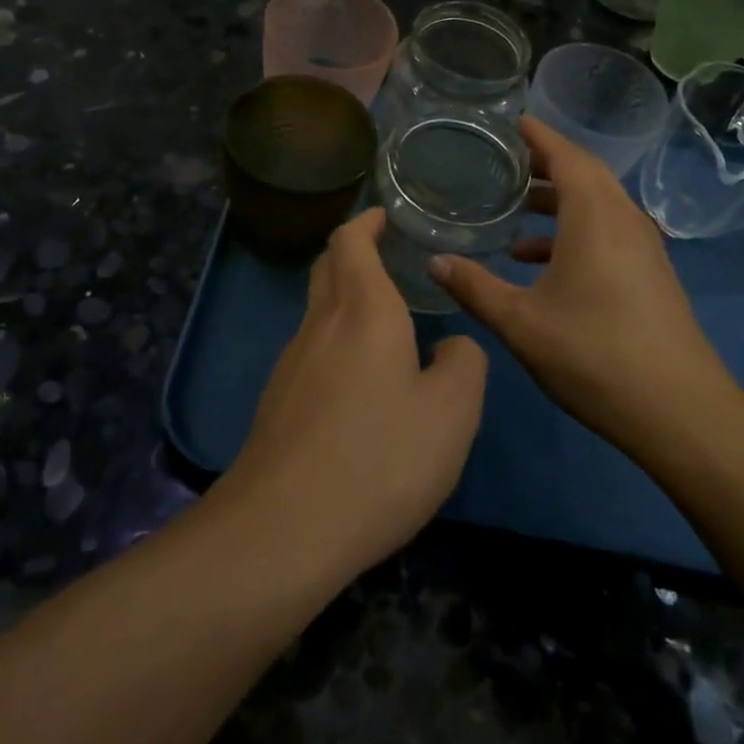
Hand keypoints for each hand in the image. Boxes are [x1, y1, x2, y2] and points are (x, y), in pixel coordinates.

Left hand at [224, 208, 487, 580]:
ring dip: (344, 296)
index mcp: (363, 311)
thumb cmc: (379, 457)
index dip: (366, 221)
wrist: (284, 528)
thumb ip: (464, 364)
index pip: (351, 241)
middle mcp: (321, 324)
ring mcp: (292, 363)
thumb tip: (451, 347)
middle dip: (352, 250)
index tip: (384, 215)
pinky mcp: (279, 401)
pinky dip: (334, 339)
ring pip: (317, 309)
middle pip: (327, 266)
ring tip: (382, 317)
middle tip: (386, 254)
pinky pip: (310, 349)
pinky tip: (358, 380)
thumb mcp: (452, 413)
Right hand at [428, 116, 743, 465]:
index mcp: (595, 217)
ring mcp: (644, 247)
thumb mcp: (521, 322)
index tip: (511, 120)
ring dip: (560, 199)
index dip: (538, 135)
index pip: (566, 156)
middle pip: (585, 173)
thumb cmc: (594, 355)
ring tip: (517, 209)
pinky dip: (575, 230)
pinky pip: (608, 231)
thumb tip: (435, 261)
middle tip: (506, 160)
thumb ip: (474, 287)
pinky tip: (540, 261)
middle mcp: (624, 220)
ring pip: (598, 203)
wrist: (680, 412)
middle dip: (546, 162)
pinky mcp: (651, 273)